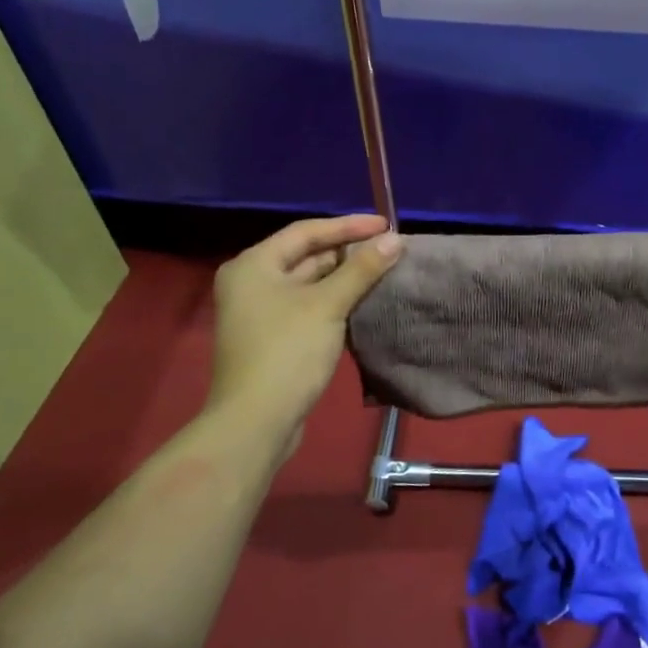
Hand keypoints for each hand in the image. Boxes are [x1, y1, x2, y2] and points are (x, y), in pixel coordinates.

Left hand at [204, 215, 403, 461]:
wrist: (256, 422)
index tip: (386, 224)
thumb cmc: (287, 352)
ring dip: (345, 277)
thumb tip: (395, 240)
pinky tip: (365, 300)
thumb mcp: (328, 305)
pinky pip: (309, 306)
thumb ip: (362, 269)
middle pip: (307, 256)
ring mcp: (261, 312)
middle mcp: (252, 282)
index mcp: (254, 265)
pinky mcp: (274, 337)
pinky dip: (336, 300)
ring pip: (310, 283)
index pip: (306, 232)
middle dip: (348, 252)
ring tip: (384, 269)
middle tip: (389, 248)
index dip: (348, 226)